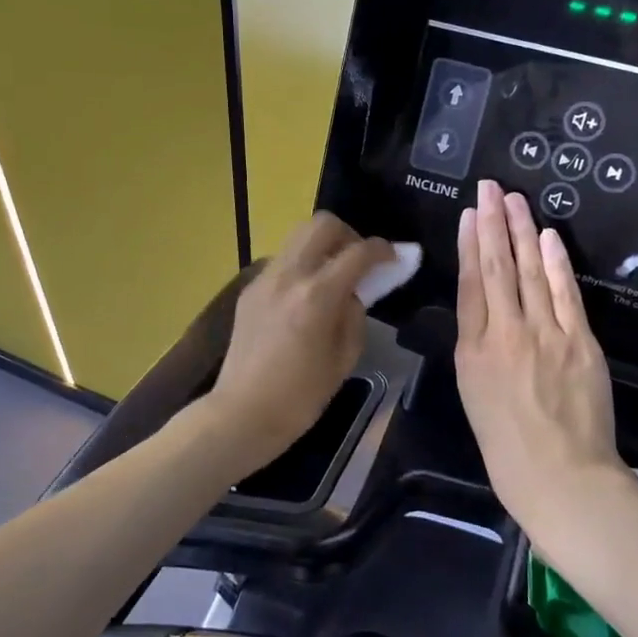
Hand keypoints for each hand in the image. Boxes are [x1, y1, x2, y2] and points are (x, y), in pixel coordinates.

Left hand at [209, 212, 392, 469]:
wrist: (243, 412)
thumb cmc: (301, 397)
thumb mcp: (344, 359)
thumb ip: (354, 316)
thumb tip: (352, 293)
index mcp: (317, 295)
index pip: (358, 252)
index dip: (383, 250)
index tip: (394, 257)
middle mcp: (289, 275)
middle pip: (322, 224)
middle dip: (349, 234)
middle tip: (359, 260)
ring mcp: (265, 279)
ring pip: (298, 236)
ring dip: (322, 246)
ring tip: (333, 274)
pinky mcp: (250, 289)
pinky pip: (283, 260)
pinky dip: (302, 264)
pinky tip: (306, 294)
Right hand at [456, 180, 621, 539]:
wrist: (561, 477)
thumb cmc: (506, 446)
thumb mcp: (473, 394)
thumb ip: (476, 348)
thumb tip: (483, 311)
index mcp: (472, 351)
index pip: (470, 284)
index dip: (468, 245)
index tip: (468, 214)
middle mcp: (505, 334)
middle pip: (497, 268)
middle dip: (492, 223)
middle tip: (489, 187)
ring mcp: (546, 335)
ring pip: (531, 272)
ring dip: (522, 231)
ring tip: (514, 199)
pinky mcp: (580, 342)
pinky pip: (566, 293)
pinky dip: (557, 262)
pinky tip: (548, 236)